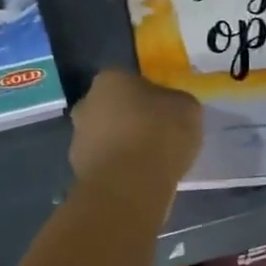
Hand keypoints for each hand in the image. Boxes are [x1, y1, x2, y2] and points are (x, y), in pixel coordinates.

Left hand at [69, 68, 202, 188]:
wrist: (129, 185)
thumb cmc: (159, 134)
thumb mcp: (187, 108)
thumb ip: (176, 102)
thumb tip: (170, 106)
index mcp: (109, 80)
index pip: (129, 81)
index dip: (149, 97)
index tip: (165, 113)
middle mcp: (87, 103)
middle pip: (112, 108)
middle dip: (129, 120)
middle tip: (156, 137)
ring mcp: (78, 137)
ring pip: (105, 137)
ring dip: (121, 146)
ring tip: (148, 163)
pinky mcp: (78, 168)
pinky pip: (104, 164)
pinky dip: (117, 169)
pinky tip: (137, 180)